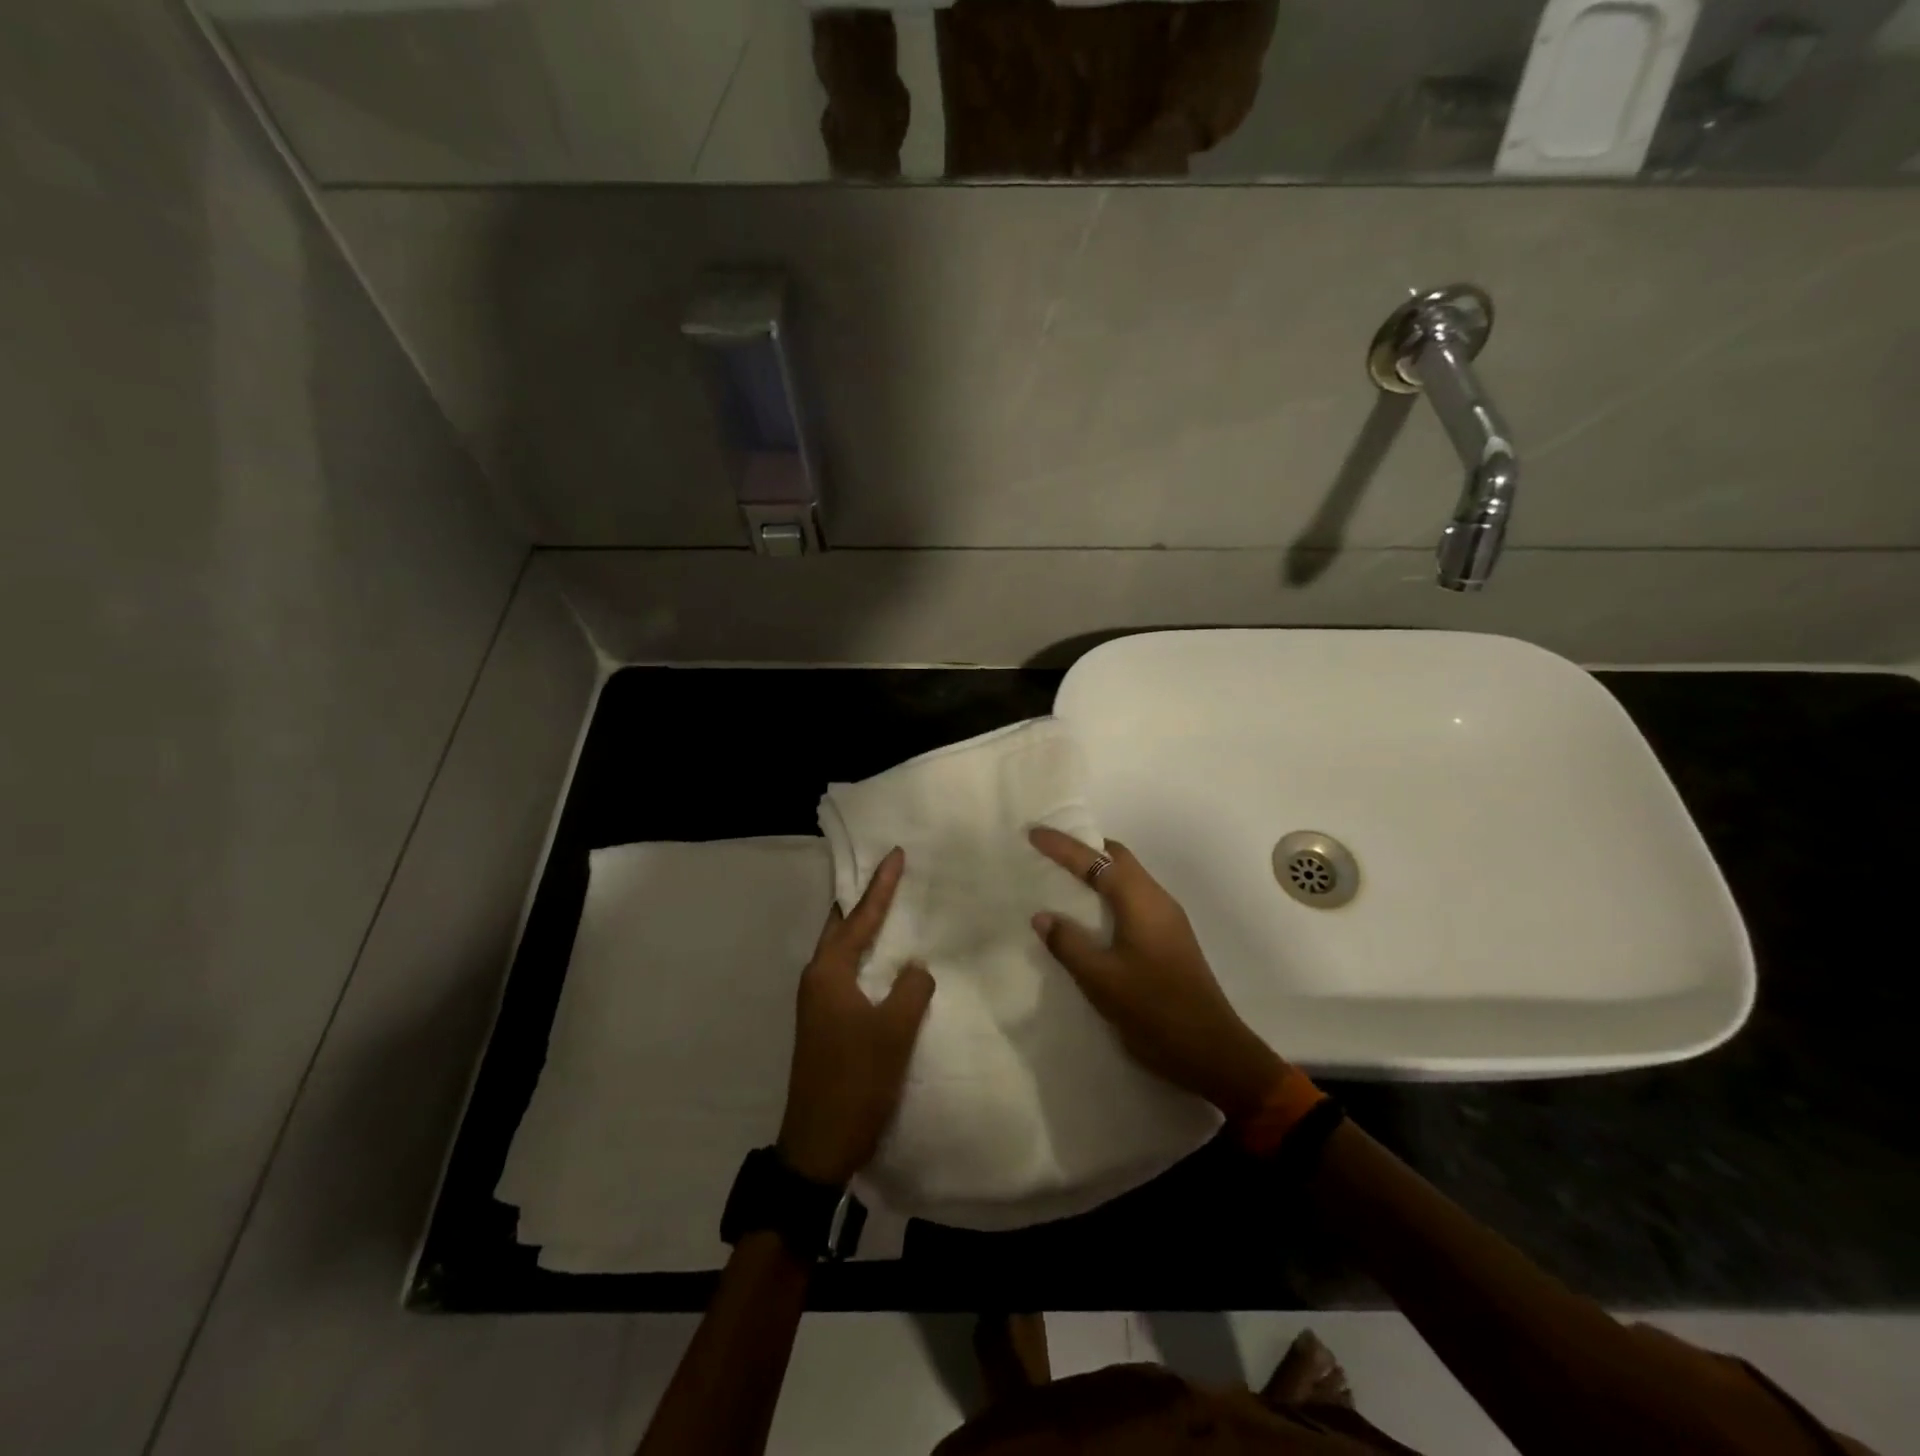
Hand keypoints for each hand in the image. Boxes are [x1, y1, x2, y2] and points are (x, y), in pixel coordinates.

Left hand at [778, 847, 934, 1185]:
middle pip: (842, 926)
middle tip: (889, 873)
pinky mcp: (825, 1023)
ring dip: (864, 928)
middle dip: (865, 899)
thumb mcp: (894, 1031)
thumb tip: (915, 967)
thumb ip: (911, 988)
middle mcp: (817, 980)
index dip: (881, 886)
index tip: (896, 854)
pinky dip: (866, 957)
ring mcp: (818, 1003)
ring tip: (890, 907)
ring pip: (844, 951)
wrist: (818, 1145)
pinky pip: (848, 974)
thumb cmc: (856, 1081)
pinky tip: (885, 961)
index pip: (860, 917)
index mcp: (828, 973)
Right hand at [1029, 827, 1287, 1120]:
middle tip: (1048, 852)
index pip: (1097, 860)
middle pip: (1118, 858)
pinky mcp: (1169, 939)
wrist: (1213, 1053)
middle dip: (1083, 850)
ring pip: (1128, 878)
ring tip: (1061, 879)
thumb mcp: (1101, 979)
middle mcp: (1158, 900)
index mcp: (1141, 901)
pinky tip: (1088, 915)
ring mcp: (1167, 920)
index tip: (1034, 834)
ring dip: (1096, 872)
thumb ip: (1069, 944)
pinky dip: (1107, 894)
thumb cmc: (1155, 1011)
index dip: (1064, 846)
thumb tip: (1042, 915)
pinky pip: (1133, 899)